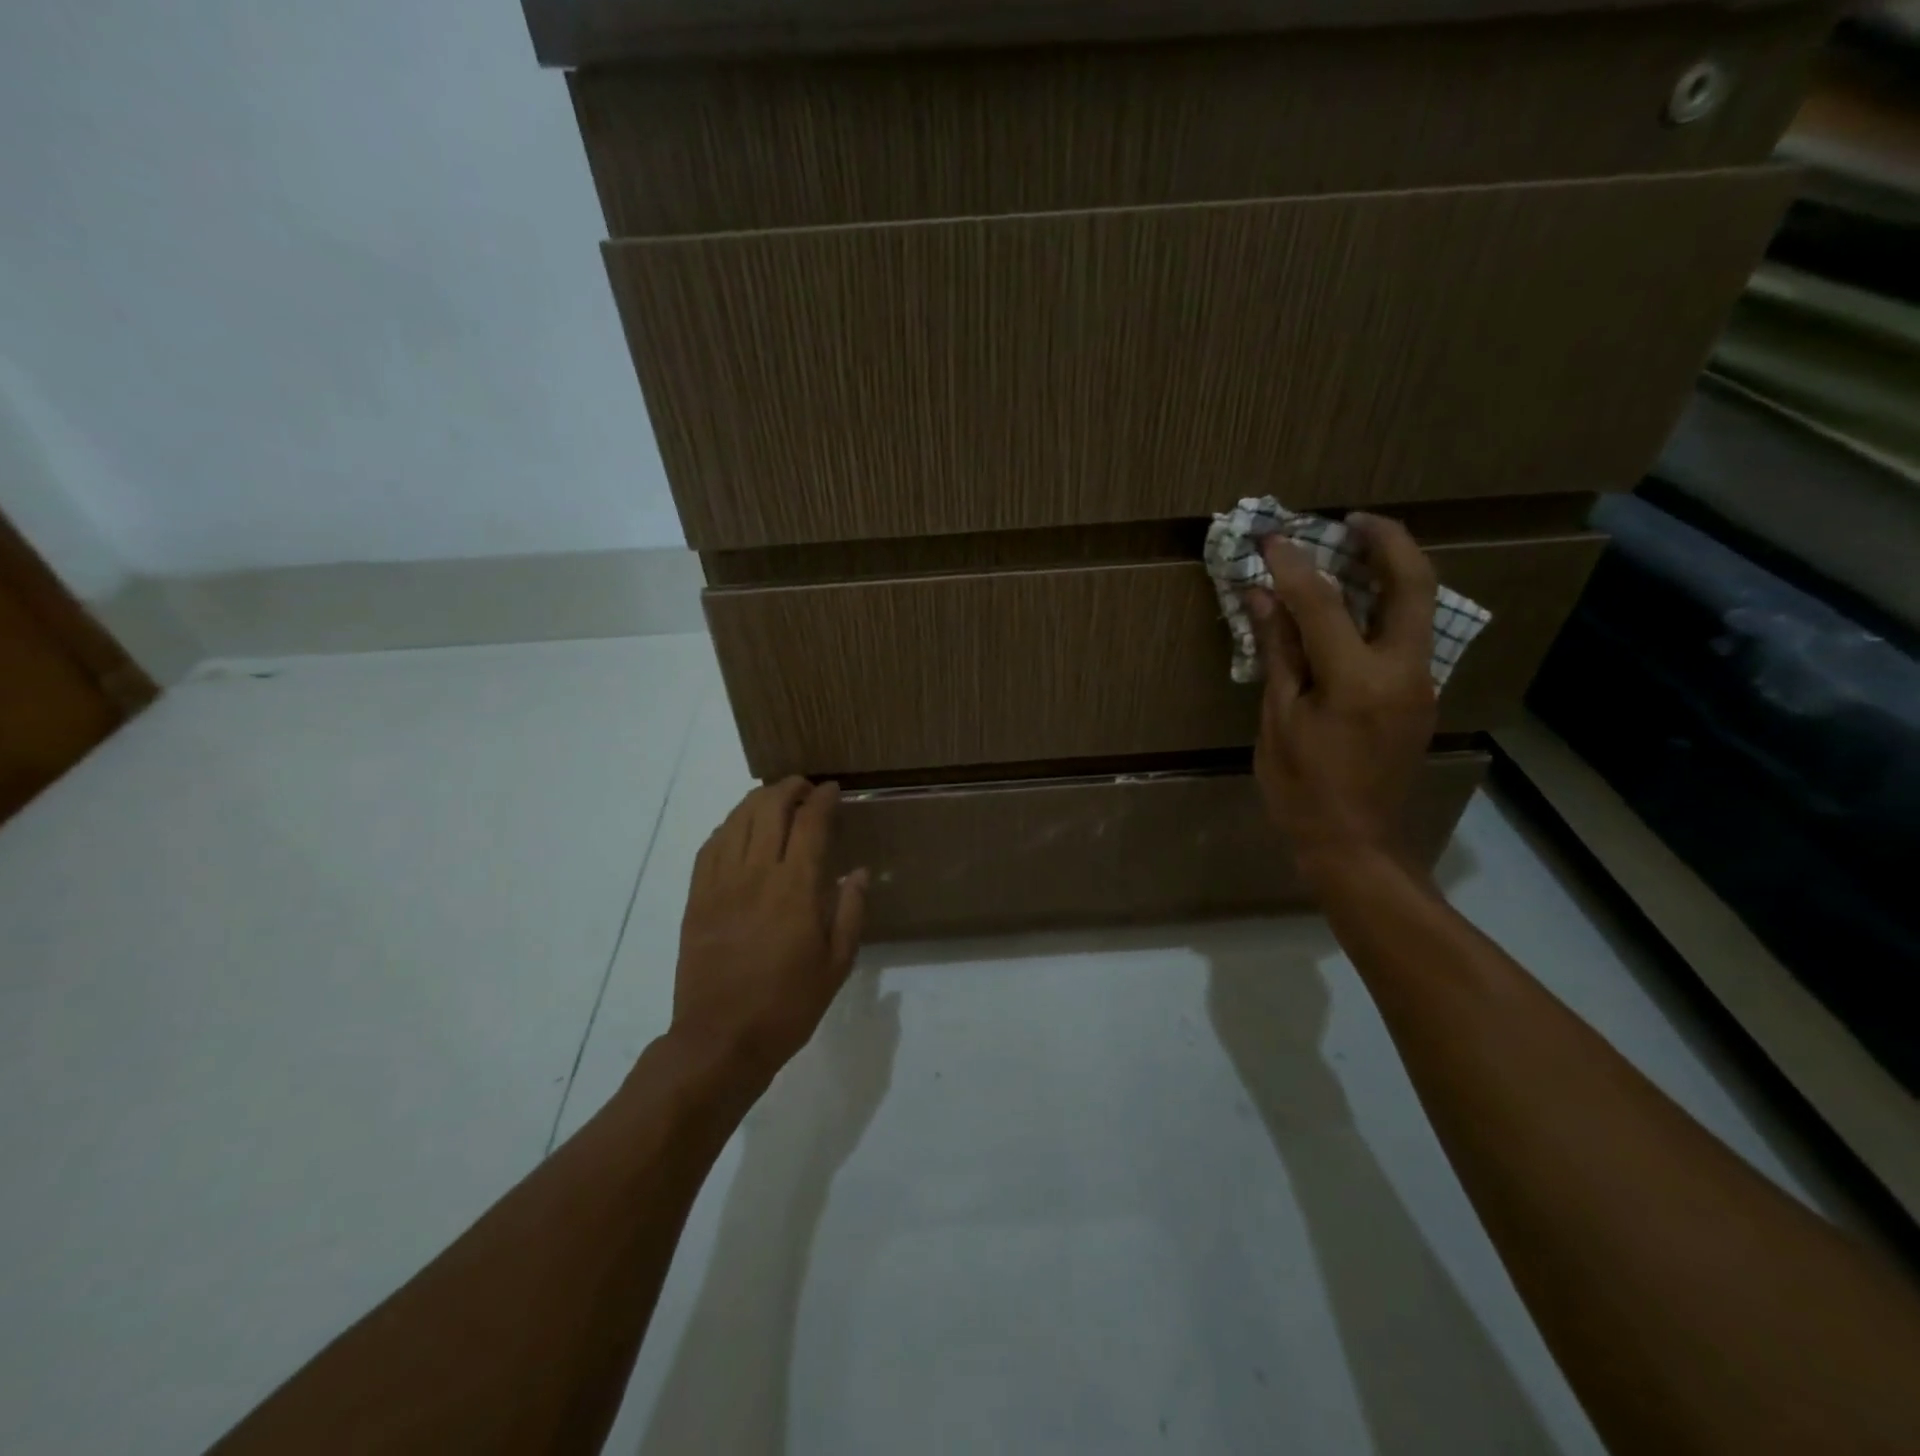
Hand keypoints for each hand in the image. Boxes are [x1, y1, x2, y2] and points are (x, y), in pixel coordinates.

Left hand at [673, 778, 868, 1083]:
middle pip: (769, 809)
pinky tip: (738, 827)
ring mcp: (720, 884)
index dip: (822, 799)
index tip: (833, 789)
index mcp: (795, 889)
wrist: (720, 1039)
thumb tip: (860, 872)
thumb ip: (850, 912)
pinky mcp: (697, 898)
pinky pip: (710, 847)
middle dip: (789, 788)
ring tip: (773, 798)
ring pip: (737, 821)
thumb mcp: (836, 965)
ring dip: (757, 800)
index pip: (809, 824)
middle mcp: (756, 875)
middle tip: (804, 787)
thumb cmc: (788, 1005)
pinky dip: (728, 826)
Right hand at [1245, 512, 1437, 885]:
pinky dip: (1385, 606)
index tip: (1272, 538)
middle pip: (1412, 585)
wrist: (1355, 844)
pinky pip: (1408, 635)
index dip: (1294, 567)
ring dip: (1392, 569)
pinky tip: (1355, 605)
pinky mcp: (1420, 696)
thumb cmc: (1303, 789)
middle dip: (1388, 541)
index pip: (1323, 604)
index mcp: (1358, 681)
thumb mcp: (1279, 721)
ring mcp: (1421, 684)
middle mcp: (1403, 672)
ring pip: (1418, 607)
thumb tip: (1261, 598)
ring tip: (1355, 549)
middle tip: (1354, 518)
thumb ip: (1278, 653)